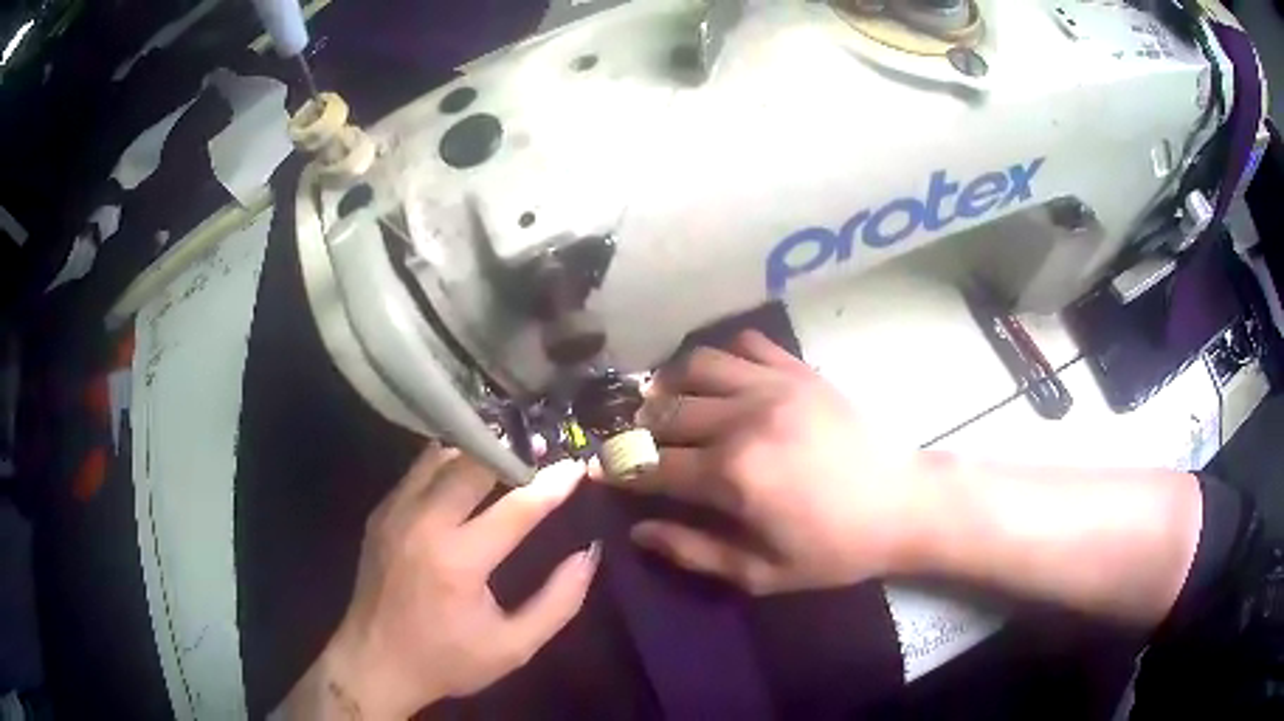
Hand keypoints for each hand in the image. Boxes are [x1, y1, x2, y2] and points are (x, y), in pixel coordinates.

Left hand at [281, 446, 597, 719]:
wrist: (374, 663)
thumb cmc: (447, 660)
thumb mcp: (514, 647)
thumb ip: (558, 602)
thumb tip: (588, 555)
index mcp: (458, 562)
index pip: (516, 508)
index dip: (552, 485)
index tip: (577, 465)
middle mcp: (423, 525)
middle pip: (472, 464)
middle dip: (511, 453)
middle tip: (540, 451)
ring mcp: (395, 514)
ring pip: (440, 457)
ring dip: (477, 451)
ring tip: (506, 455)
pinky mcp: (381, 513)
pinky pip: (418, 471)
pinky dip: (447, 463)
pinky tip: (465, 474)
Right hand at [613, 330, 927, 593]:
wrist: (902, 503)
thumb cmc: (834, 548)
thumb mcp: (762, 572)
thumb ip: (694, 551)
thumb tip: (639, 530)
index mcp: (732, 475)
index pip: (652, 467)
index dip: (620, 471)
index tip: (602, 471)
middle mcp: (743, 419)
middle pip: (665, 412)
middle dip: (638, 429)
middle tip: (635, 442)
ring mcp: (773, 386)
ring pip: (696, 365)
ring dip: (671, 384)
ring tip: (669, 403)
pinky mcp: (798, 370)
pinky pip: (745, 343)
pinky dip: (722, 356)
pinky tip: (722, 379)